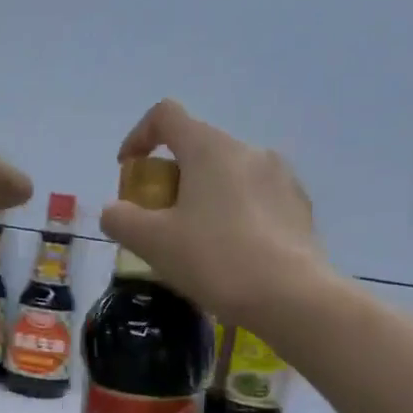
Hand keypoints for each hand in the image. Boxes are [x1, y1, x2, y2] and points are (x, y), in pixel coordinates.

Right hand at [100, 99, 327, 324]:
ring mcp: (280, 176)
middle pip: (197, 148)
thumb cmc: (214, 259)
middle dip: (170, 177)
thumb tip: (114, 211)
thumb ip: (121, 219)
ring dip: (203, 196)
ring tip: (195, 240)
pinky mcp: (298, 205)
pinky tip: (230, 253)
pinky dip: (232, 214)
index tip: (129, 170)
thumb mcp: (152, 243)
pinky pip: (254, 198)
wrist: (290, 297)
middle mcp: (248, 150)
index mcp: (209, 149)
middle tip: (158, 219)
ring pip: (228, 175)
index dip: (139, 136)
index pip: (166, 115)